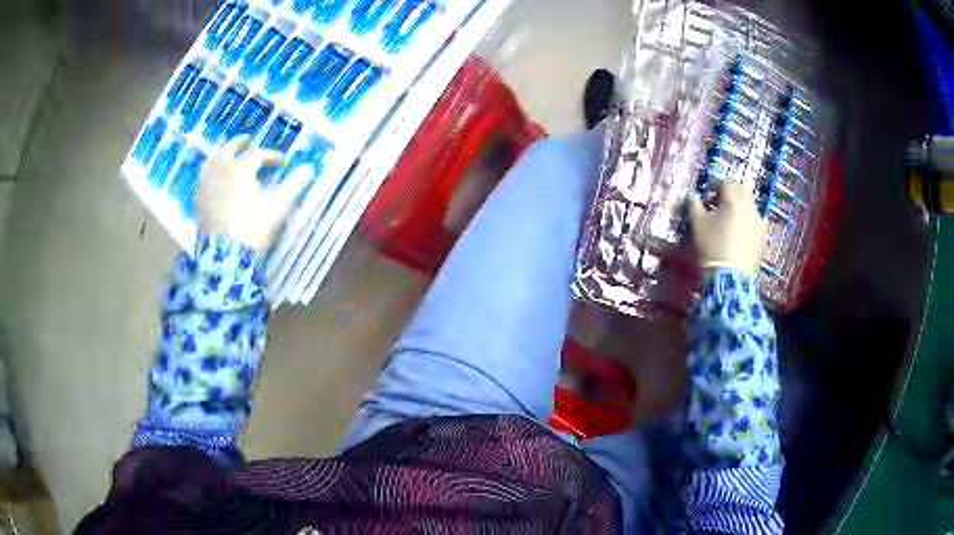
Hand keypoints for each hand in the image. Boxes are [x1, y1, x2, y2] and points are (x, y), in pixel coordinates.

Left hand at [197, 136, 311, 254]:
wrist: (225, 256)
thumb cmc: (252, 230)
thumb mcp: (277, 208)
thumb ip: (293, 186)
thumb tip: (309, 169)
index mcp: (241, 169)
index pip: (258, 154)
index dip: (272, 156)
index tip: (282, 163)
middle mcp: (222, 171)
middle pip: (229, 148)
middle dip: (240, 143)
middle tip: (248, 140)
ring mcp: (207, 184)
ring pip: (211, 159)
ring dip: (221, 152)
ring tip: (226, 152)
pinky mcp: (199, 199)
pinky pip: (203, 176)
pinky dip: (210, 169)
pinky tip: (214, 175)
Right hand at [687, 182, 767, 273]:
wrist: (730, 278)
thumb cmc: (712, 246)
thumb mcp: (697, 224)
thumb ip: (693, 204)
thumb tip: (691, 194)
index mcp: (735, 200)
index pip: (726, 183)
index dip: (715, 185)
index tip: (706, 194)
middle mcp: (751, 207)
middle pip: (741, 192)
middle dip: (730, 194)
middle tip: (718, 204)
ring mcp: (760, 224)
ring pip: (749, 208)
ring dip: (739, 209)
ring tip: (728, 222)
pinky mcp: (763, 239)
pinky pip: (755, 224)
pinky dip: (746, 224)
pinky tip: (738, 236)